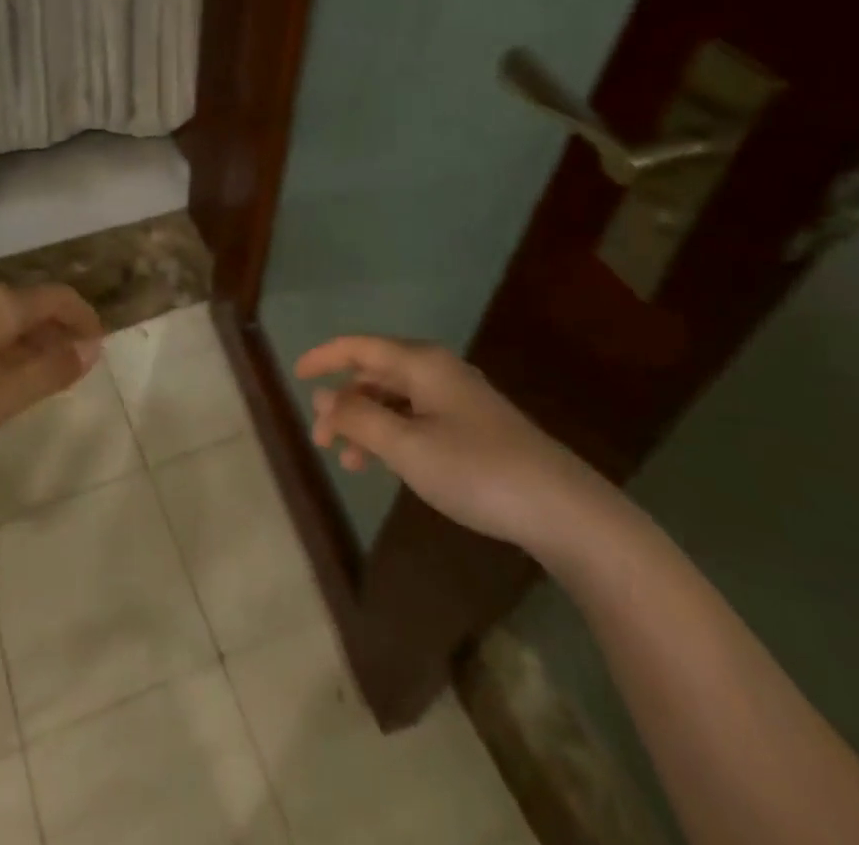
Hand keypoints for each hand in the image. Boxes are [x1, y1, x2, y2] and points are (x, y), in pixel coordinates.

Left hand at [0, 283, 103, 460]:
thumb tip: (91, 349)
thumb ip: (50, 371)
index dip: (85, 318)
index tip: (100, 347)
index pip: (59, 298)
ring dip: (30, 342)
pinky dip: (3, 347)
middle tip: (74, 368)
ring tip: (39, 377)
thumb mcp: (1, 395)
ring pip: (4, 319)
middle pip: (32, 305)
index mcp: (1, 304)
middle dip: (59, 332)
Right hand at [296, 336, 617, 559]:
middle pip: (375, 373)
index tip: (295, 375)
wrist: (563, 510)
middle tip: (321, 440)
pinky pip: (416, 417)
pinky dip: (392, 435)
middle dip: (343, 402)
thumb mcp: (406, 447)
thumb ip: (358, 420)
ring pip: (395, 399)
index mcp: (421, 363)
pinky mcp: (473, 426)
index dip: (323, 357)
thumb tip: (322, 400)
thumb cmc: (476, 470)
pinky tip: (388, 465)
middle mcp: (437, 371)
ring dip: (366, 423)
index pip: (358, 347)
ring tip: (351, 463)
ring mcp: (458, 399)